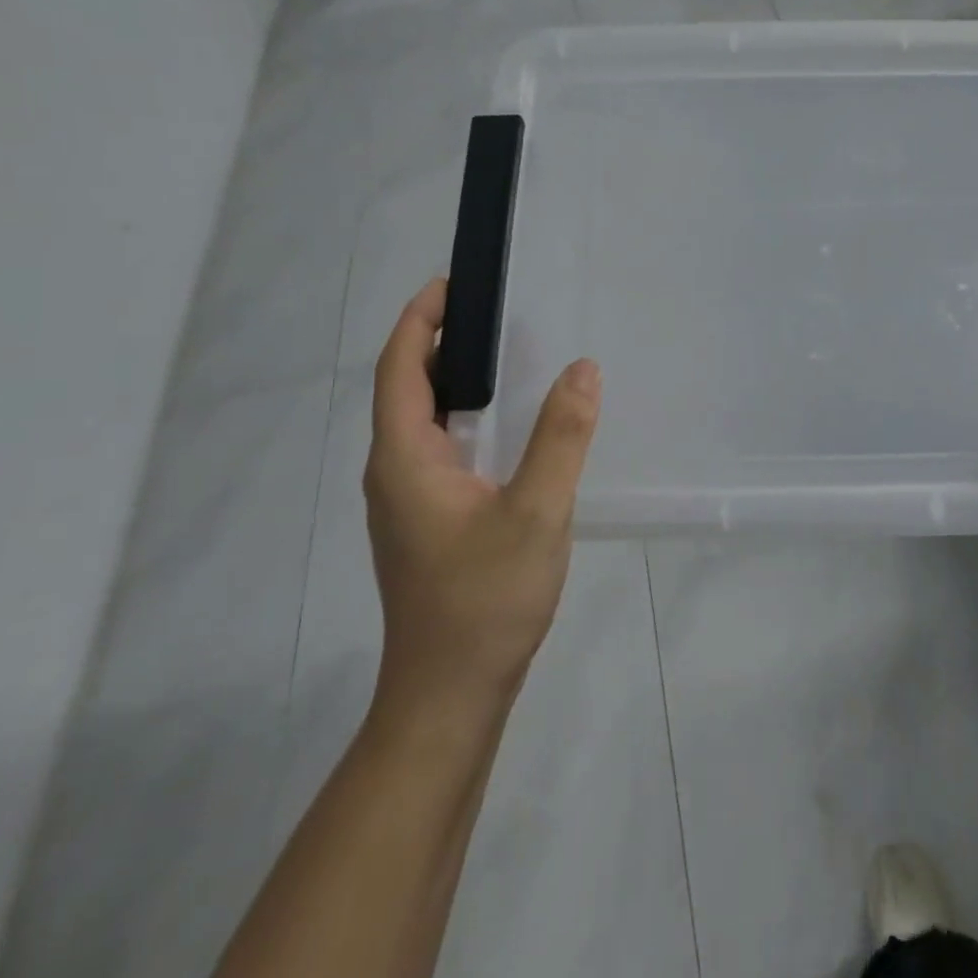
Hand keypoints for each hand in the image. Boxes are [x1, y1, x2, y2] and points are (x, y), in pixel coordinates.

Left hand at [362, 279, 601, 725]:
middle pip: (405, 389)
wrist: (450, 694)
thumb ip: (561, 436)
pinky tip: (504, 425)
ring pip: (420, 421)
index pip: (401, 369)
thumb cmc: (485, 599)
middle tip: (491, 311)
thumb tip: (583, 368)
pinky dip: (462, 416)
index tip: (452, 283)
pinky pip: (437, 448)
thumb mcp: (536, 512)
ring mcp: (407, 501)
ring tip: (501, 354)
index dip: (420, 320)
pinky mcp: (426, 522)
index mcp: (404, 459)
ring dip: (450, 379)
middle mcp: (394, 472)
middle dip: (437, 341)